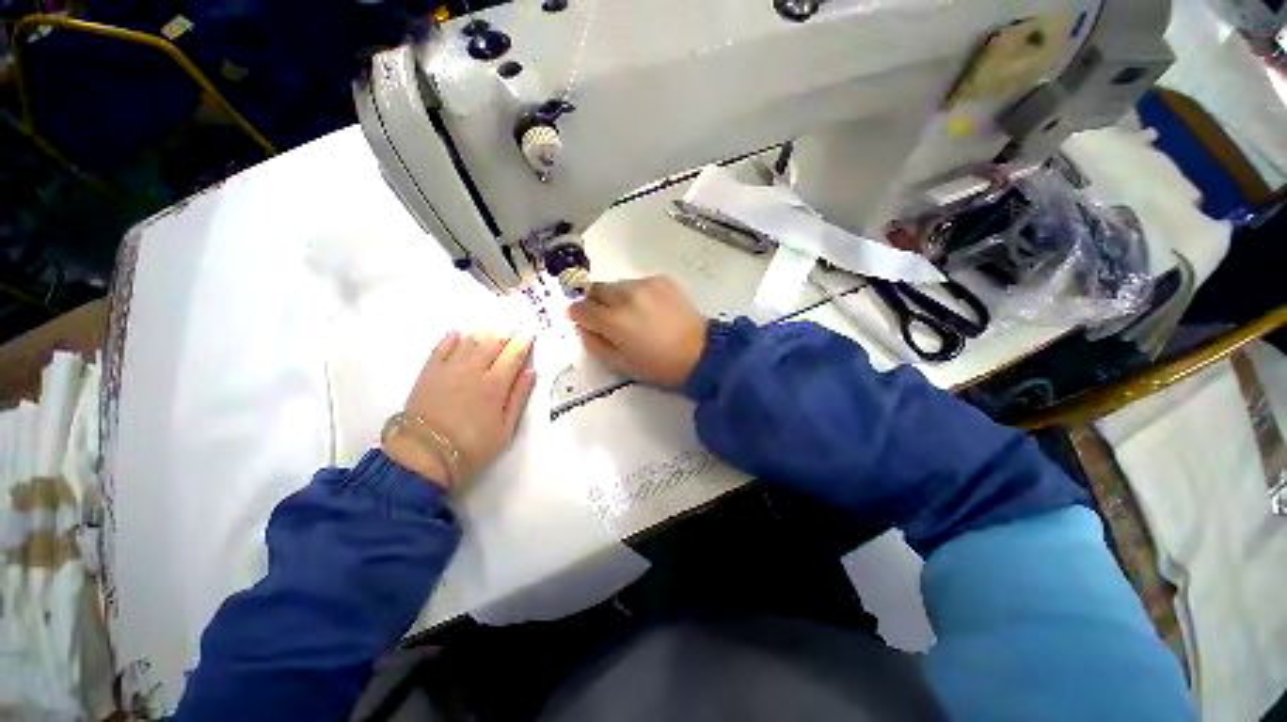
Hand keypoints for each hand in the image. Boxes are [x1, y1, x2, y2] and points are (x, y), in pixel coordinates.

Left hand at [383, 328, 536, 488]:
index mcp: (496, 385)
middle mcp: (474, 370)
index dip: (524, 341)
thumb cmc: (472, 447)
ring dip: (483, 330)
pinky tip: (458, 333)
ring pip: (469, 341)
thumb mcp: (505, 429)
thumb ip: (519, 398)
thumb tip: (531, 372)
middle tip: (515, 321)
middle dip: (507, 330)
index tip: (530, 330)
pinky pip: (440, 348)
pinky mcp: (428, 373)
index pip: (514, 355)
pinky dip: (451, 338)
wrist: (423, 456)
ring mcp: (449, 369)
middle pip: (493, 343)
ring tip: (492, 324)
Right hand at [568, 276, 707, 388]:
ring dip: (616, 297)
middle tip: (606, 318)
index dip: (578, 315)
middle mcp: (626, 295)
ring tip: (632, 315)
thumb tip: (582, 326)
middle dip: (595, 302)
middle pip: (596, 289)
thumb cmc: (659, 365)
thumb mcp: (620, 364)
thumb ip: (594, 343)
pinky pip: (637, 283)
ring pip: (617, 285)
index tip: (583, 321)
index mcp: (614, 320)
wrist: (701, 353)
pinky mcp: (662, 280)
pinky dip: (636, 294)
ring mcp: (646, 284)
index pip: (581, 308)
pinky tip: (649, 309)